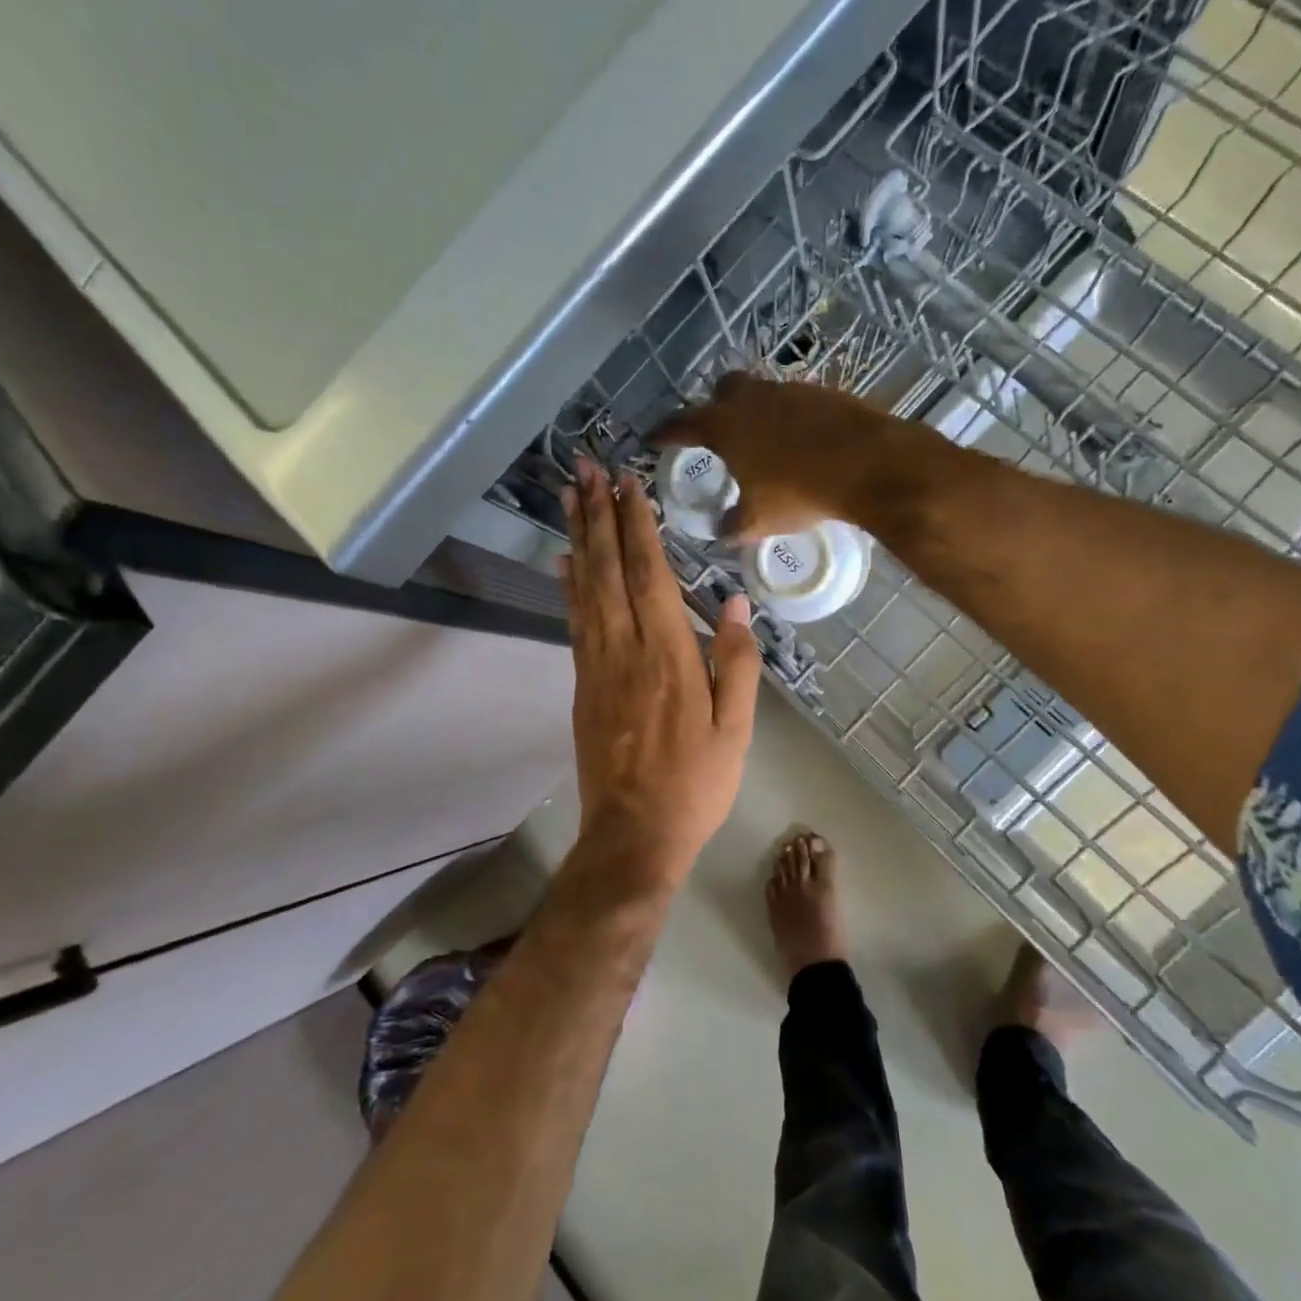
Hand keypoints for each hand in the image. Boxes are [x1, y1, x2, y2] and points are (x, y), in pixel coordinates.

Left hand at [560, 457, 760, 888]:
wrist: (634, 833)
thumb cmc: (696, 783)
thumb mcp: (735, 728)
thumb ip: (736, 661)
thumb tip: (736, 600)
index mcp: (669, 655)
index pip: (649, 574)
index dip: (636, 524)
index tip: (627, 483)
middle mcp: (625, 648)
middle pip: (608, 568)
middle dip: (598, 514)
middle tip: (586, 467)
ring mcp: (596, 665)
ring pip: (584, 588)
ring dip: (578, 537)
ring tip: (569, 496)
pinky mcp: (581, 683)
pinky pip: (574, 621)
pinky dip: (568, 585)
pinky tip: (564, 560)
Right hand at [649, 371, 935, 540]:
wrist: (868, 465)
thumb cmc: (799, 492)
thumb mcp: (758, 520)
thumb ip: (733, 525)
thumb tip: (723, 530)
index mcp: (724, 425)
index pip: (681, 424)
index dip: (664, 432)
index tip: (653, 438)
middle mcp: (752, 398)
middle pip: (722, 390)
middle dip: (714, 407)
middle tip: (717, 433)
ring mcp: (789, 390)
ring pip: (761, 393)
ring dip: (755, 412)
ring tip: (761, 442)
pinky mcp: (822, 392)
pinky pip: (793, 401)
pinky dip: (787, 418)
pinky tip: (798, 442)